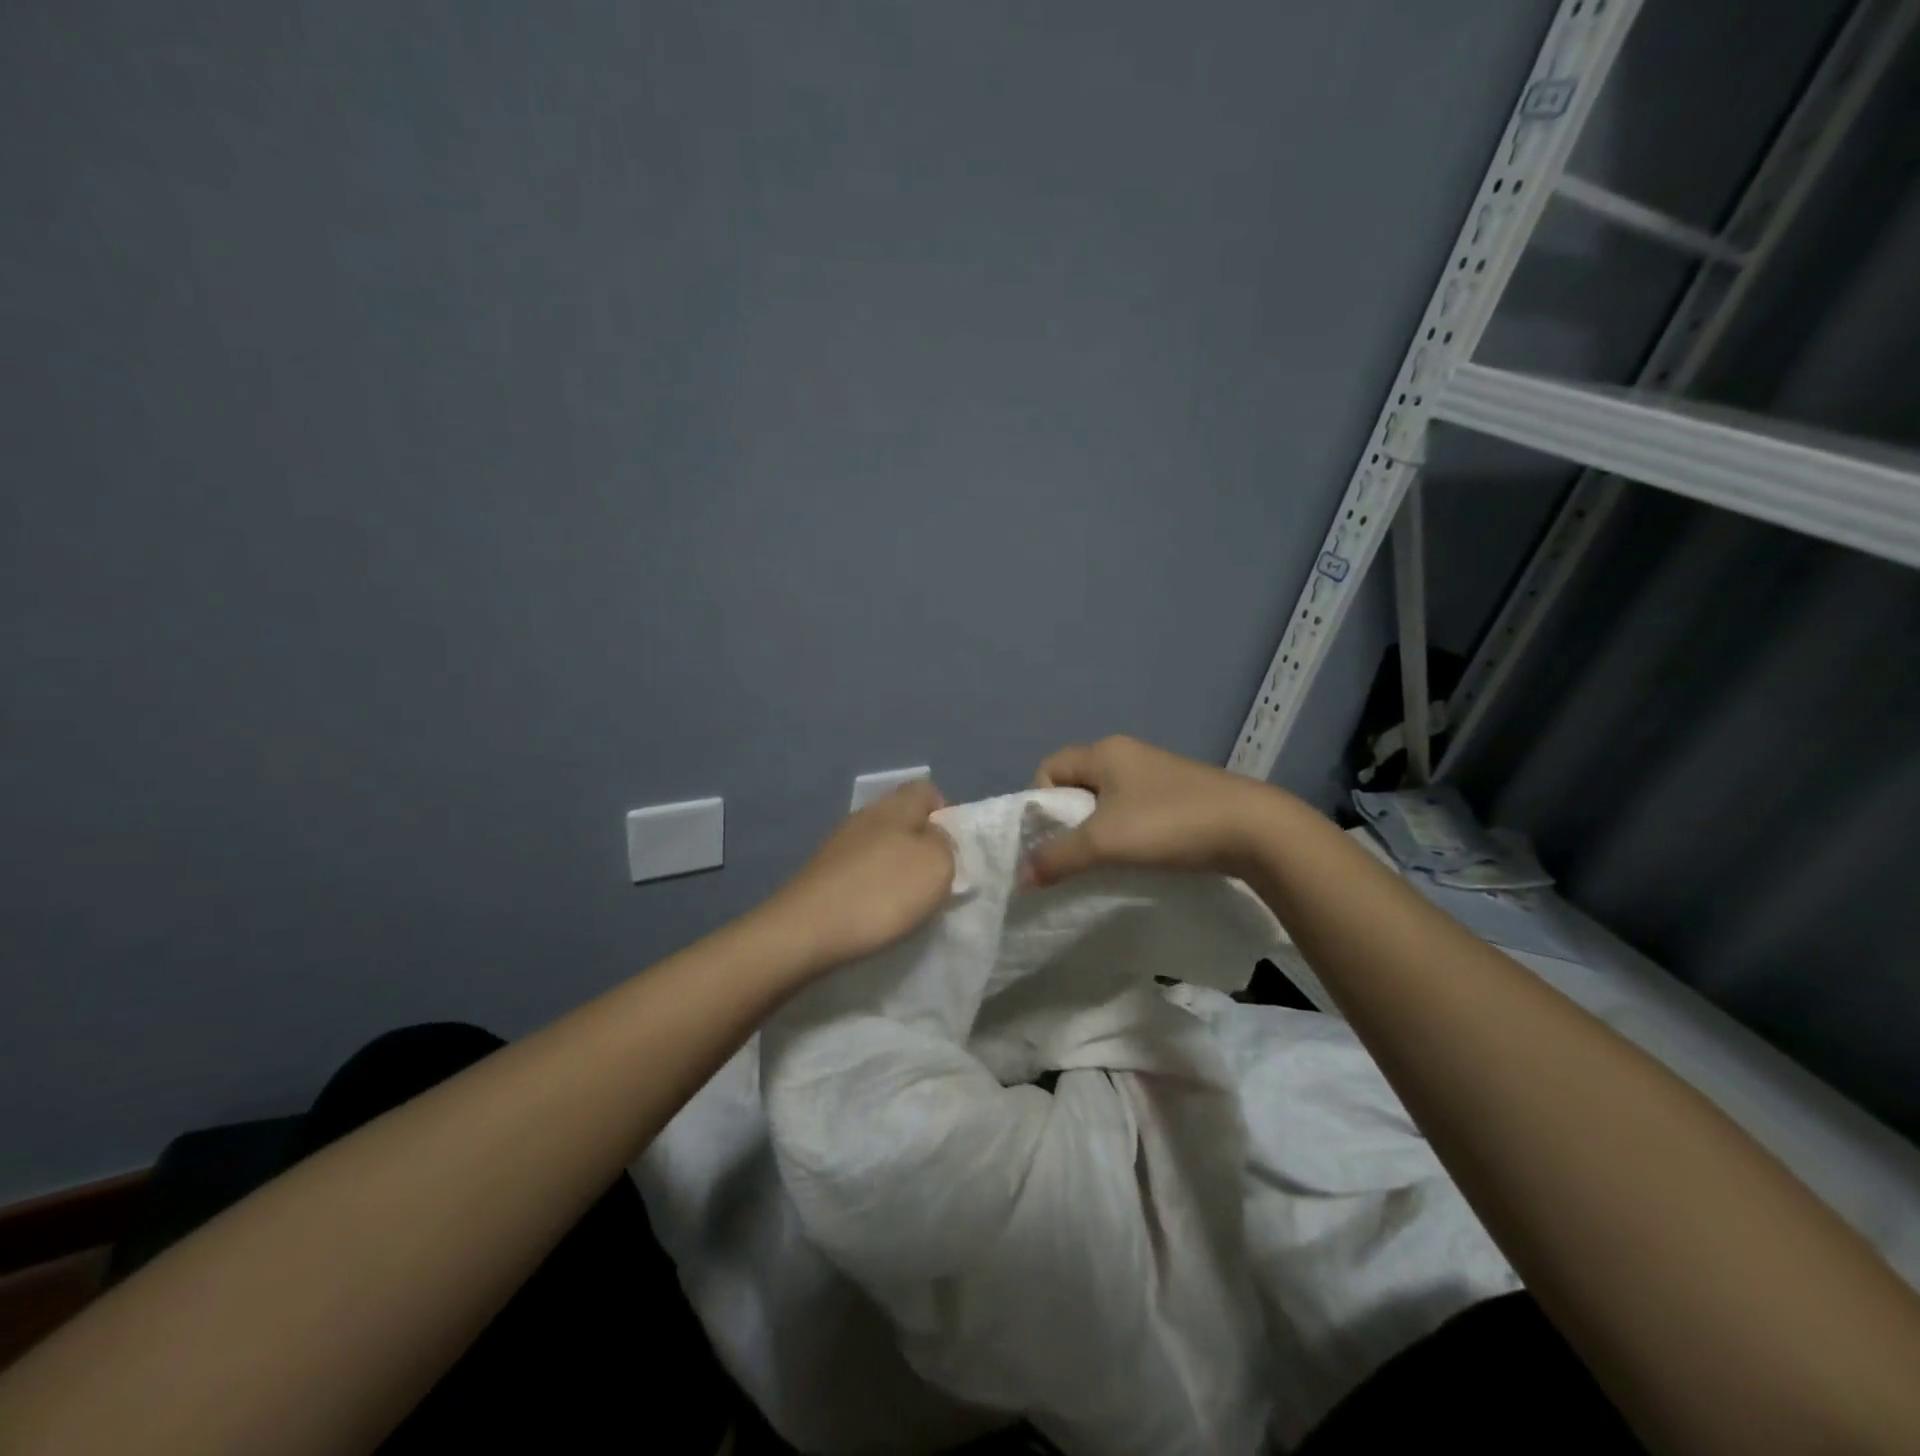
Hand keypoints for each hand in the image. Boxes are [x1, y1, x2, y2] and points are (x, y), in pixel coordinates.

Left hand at [763, 780, 955, 973]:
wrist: (805, 930)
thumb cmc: (881, 892)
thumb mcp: (937, 866)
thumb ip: (946, 845)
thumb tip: (935, 838)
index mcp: (895, 806)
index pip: (927, 790)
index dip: (945, 814)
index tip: (953, 850)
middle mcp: (865, 816)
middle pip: (903, 819)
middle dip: (921, 845)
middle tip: (934, 880)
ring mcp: (839, 844)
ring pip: (881, 845)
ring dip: (897, 869)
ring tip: (906, 902)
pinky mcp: (823, 873)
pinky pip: (860, 870)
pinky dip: (873, 887)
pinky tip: (875, 913)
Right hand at [1024, 735, 1279, 886]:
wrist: (1252, 829)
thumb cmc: (1168, 823)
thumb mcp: (1104, 841)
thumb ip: (1058, 857)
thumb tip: (1021, 877)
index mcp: (1104, 751)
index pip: (1048, 768)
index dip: (1041, 801)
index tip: (1054, 837)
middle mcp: (1126, 754)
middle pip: (1076, 784)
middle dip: (1068, 820)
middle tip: (1076, 853)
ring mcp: (1155, 773)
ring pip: (1105, 800)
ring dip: (1098, 830)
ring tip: (1106, 860)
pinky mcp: (1177, 794)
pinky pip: (1132, 810)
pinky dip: (1125, 832)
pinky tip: (1137, 856)